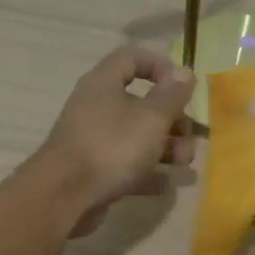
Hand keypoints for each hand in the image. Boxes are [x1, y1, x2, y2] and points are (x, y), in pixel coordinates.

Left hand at [41, 46, 196, 238]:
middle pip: (140, 102)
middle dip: (172, 118)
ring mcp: (93, 140)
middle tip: (190, 136)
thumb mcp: (151, 118)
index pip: (132, 57)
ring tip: (184, 163)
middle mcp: (96, 107)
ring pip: (136, 136)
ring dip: (165, 147)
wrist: (64, 197)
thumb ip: (172, 95)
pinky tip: (165, 184)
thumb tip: (185, 72)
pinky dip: (147, 172)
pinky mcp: (93, 170)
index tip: (183, 87)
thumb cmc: (112, 147)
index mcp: (104, 84)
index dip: (160, 66)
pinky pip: (126, 165)